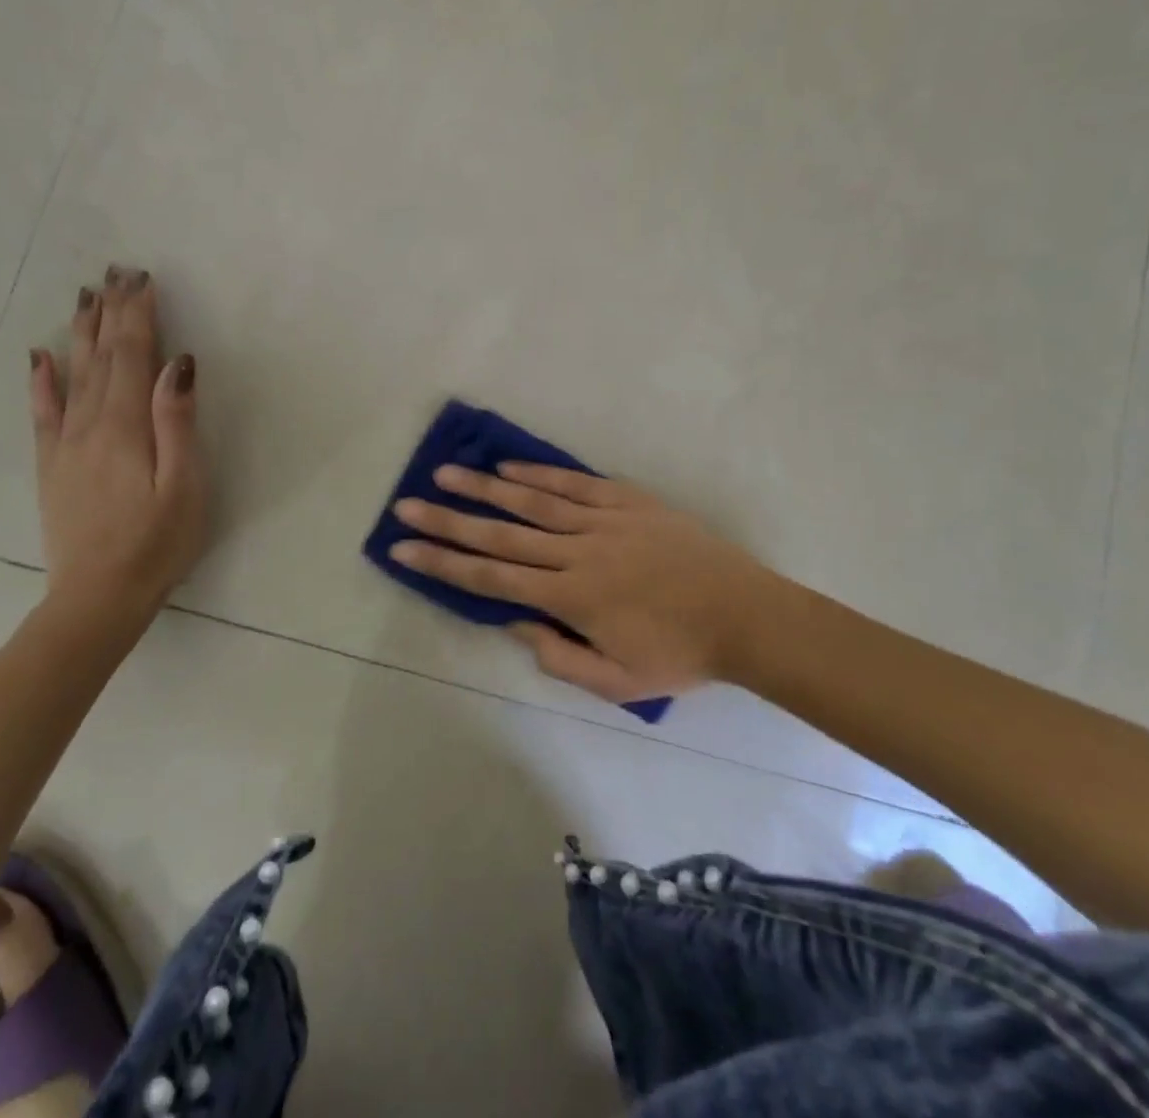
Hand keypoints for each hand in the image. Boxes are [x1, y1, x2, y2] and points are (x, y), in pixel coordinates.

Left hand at [28, 266, 207, 625]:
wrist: (98, 597)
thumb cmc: (157, 542)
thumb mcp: (184, 485)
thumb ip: (178, 422)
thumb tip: (178, 364)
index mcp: (126, 426)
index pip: (133, 356)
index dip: (138, 315)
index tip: (142, 278)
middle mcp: (90, 425)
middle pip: (101, 356)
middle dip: (110, 312)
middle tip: (114, 273)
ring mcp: (65, 444)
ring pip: (73, 374)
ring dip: (82, 332)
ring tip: (86, 297)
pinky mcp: (52, 465)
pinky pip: (44, 411)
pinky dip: (42, 379)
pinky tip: (41, 356)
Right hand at [389, 464, 773, 702]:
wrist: (744, 614)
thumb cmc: (679, 654)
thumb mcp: (617, 682)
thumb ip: (559, 657)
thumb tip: (515, 623)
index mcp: (572, 599)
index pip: (492, 580)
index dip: (444, 565)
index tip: (404, 549)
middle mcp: (578, 553)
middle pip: (500, 535)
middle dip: (448, 521)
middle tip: (406, 505)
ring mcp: (603, 521)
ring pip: (532, 502)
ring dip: (485, 487)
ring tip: (446, 472)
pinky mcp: (628, 501)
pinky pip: (574, 483)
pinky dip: (539, 474)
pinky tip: (510, 466)